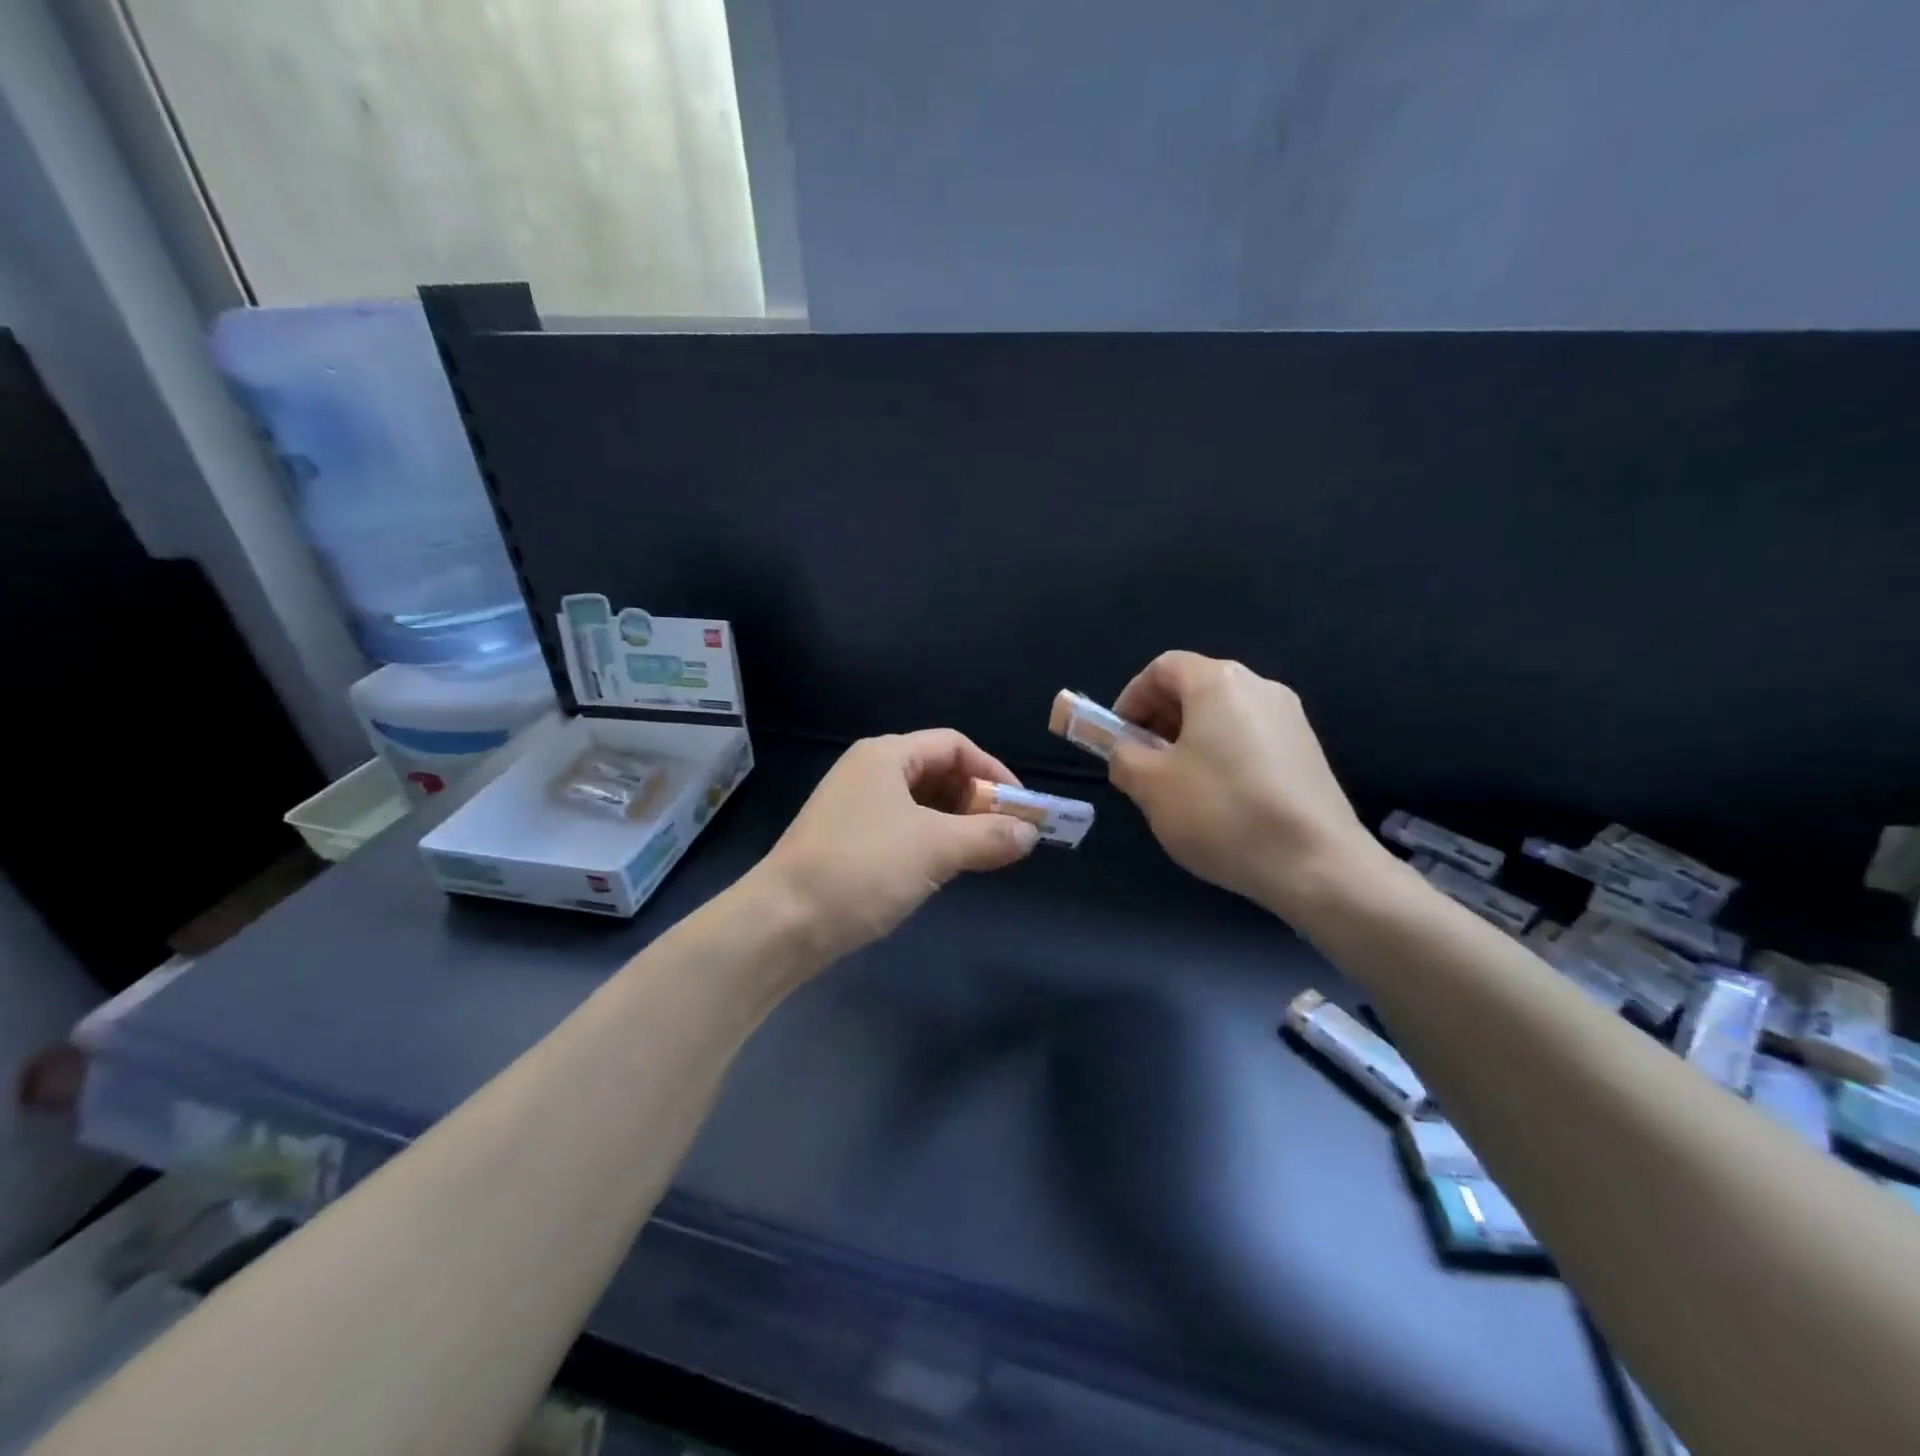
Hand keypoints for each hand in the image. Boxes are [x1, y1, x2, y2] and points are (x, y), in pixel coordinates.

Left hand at [752, 730, 1040, 965]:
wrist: (782, 923)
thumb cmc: (862, 869)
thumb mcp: (935, 849)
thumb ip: (989, 836)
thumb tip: (1031, 833)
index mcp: (886, 755)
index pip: (954, 745)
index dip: (993, 771)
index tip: (1022, 806)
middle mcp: (868, 771)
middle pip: (937, 771)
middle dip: (976, 800)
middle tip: (1006, 833)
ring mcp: (853, 806)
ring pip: (920, 803)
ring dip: (956, 823)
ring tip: (982, 853)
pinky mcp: (846, 840)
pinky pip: (901, 827)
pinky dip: (931, 840)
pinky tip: (944, 867)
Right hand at [1107, 651, 1383, 915]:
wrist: (1316, 864)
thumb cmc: (1222, 812)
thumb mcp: (1151, 785)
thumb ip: (1123, 756)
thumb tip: (1125, 751)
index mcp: (1218, 683)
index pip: (1162, 668)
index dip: (1131, 697)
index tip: (1118, 738)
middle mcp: (1259, 686)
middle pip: (1194, 688)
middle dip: (1158, 720)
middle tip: (1142, 764)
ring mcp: (1290, 718)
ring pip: (1222, 715)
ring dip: (1189, 740)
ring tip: (1176, 787)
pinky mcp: (1307, 750)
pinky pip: (1250, 738)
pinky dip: (1222, 755)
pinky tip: (1218, 800)